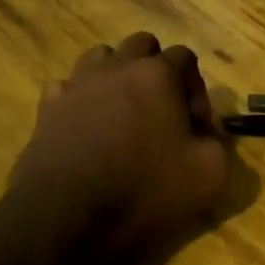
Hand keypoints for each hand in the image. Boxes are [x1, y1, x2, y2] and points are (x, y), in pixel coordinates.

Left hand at [3, 32, 232, 253]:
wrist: (65, 219)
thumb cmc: (144, 190)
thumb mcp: (209, 173)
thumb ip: (218, 142)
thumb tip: (207, 133)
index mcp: (158, 74)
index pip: (186, 57)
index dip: (197, 90)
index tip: (196, 127)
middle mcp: (117, 67)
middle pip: (142, 45)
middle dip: (156, 70)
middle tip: (162, 111)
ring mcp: (77, 85)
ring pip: (101, 57)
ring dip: (117, 76)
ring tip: (123, 113)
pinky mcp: (46, 109)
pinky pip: (66, 87)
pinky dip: (80, 99)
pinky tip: (86, 126)